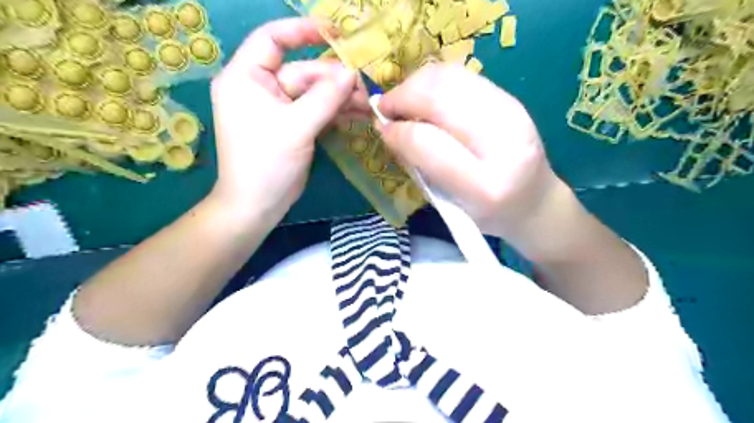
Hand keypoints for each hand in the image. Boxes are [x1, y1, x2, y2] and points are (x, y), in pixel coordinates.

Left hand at [209, 18, 361, 222]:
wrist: (258, 205)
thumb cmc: (266, 163)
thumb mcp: (296, 127)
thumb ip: (325, 98)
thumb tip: (352, 72)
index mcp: (247, 78)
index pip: (272, 40)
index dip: (301, 32)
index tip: (334, 34)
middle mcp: (261, 88)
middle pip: (303, 72)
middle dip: (334, 82)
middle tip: (365, 89)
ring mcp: (279, 109)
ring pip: (314, 94)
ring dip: (340, 99)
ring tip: (368, 106)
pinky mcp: (292, 126)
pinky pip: (316, 111)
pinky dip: (336, 113)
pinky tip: (358, 115)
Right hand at [376, 62, 565, 240]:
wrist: (535, 202)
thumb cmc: (487, 214)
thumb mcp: (449, 203)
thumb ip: (419, 165)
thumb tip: (389, 127)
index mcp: (485, 185)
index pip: (427, 143)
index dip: (397, 131)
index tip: (381, 129)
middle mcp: (503, 143)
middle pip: (440, 98)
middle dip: (402, 97)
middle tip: (386, 108)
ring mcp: (513, 114)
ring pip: (451, 78)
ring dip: (416, 84)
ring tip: (404, 100)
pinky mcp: (512, 99)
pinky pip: (464, 76)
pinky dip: (435, 81)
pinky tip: (425, 96)